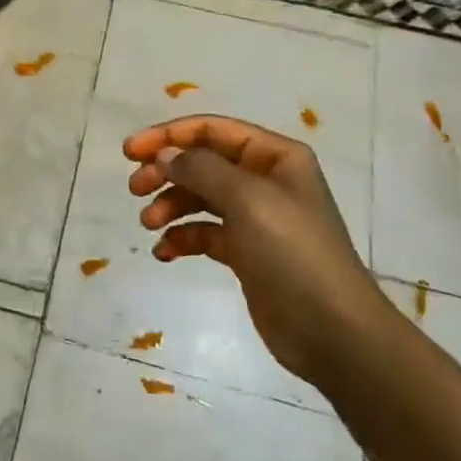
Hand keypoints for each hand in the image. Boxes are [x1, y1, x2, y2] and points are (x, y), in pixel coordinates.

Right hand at [123, 116, 384, 382]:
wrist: (331, 330)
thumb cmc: (293, 253)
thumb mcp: (247, 200)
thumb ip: (201, 169)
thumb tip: (164, 155)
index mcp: (275, 157)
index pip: (213, 130)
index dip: (169, 136)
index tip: (130, 152)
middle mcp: (265, 181)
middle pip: (202, 162)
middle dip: (165, 171)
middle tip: (135, 189)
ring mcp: (255, 218)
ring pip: (200, 198)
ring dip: (170, 205)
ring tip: (148, 224)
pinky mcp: (246, 253)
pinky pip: (204, 233)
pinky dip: (181, 238)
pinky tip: (164, 252)